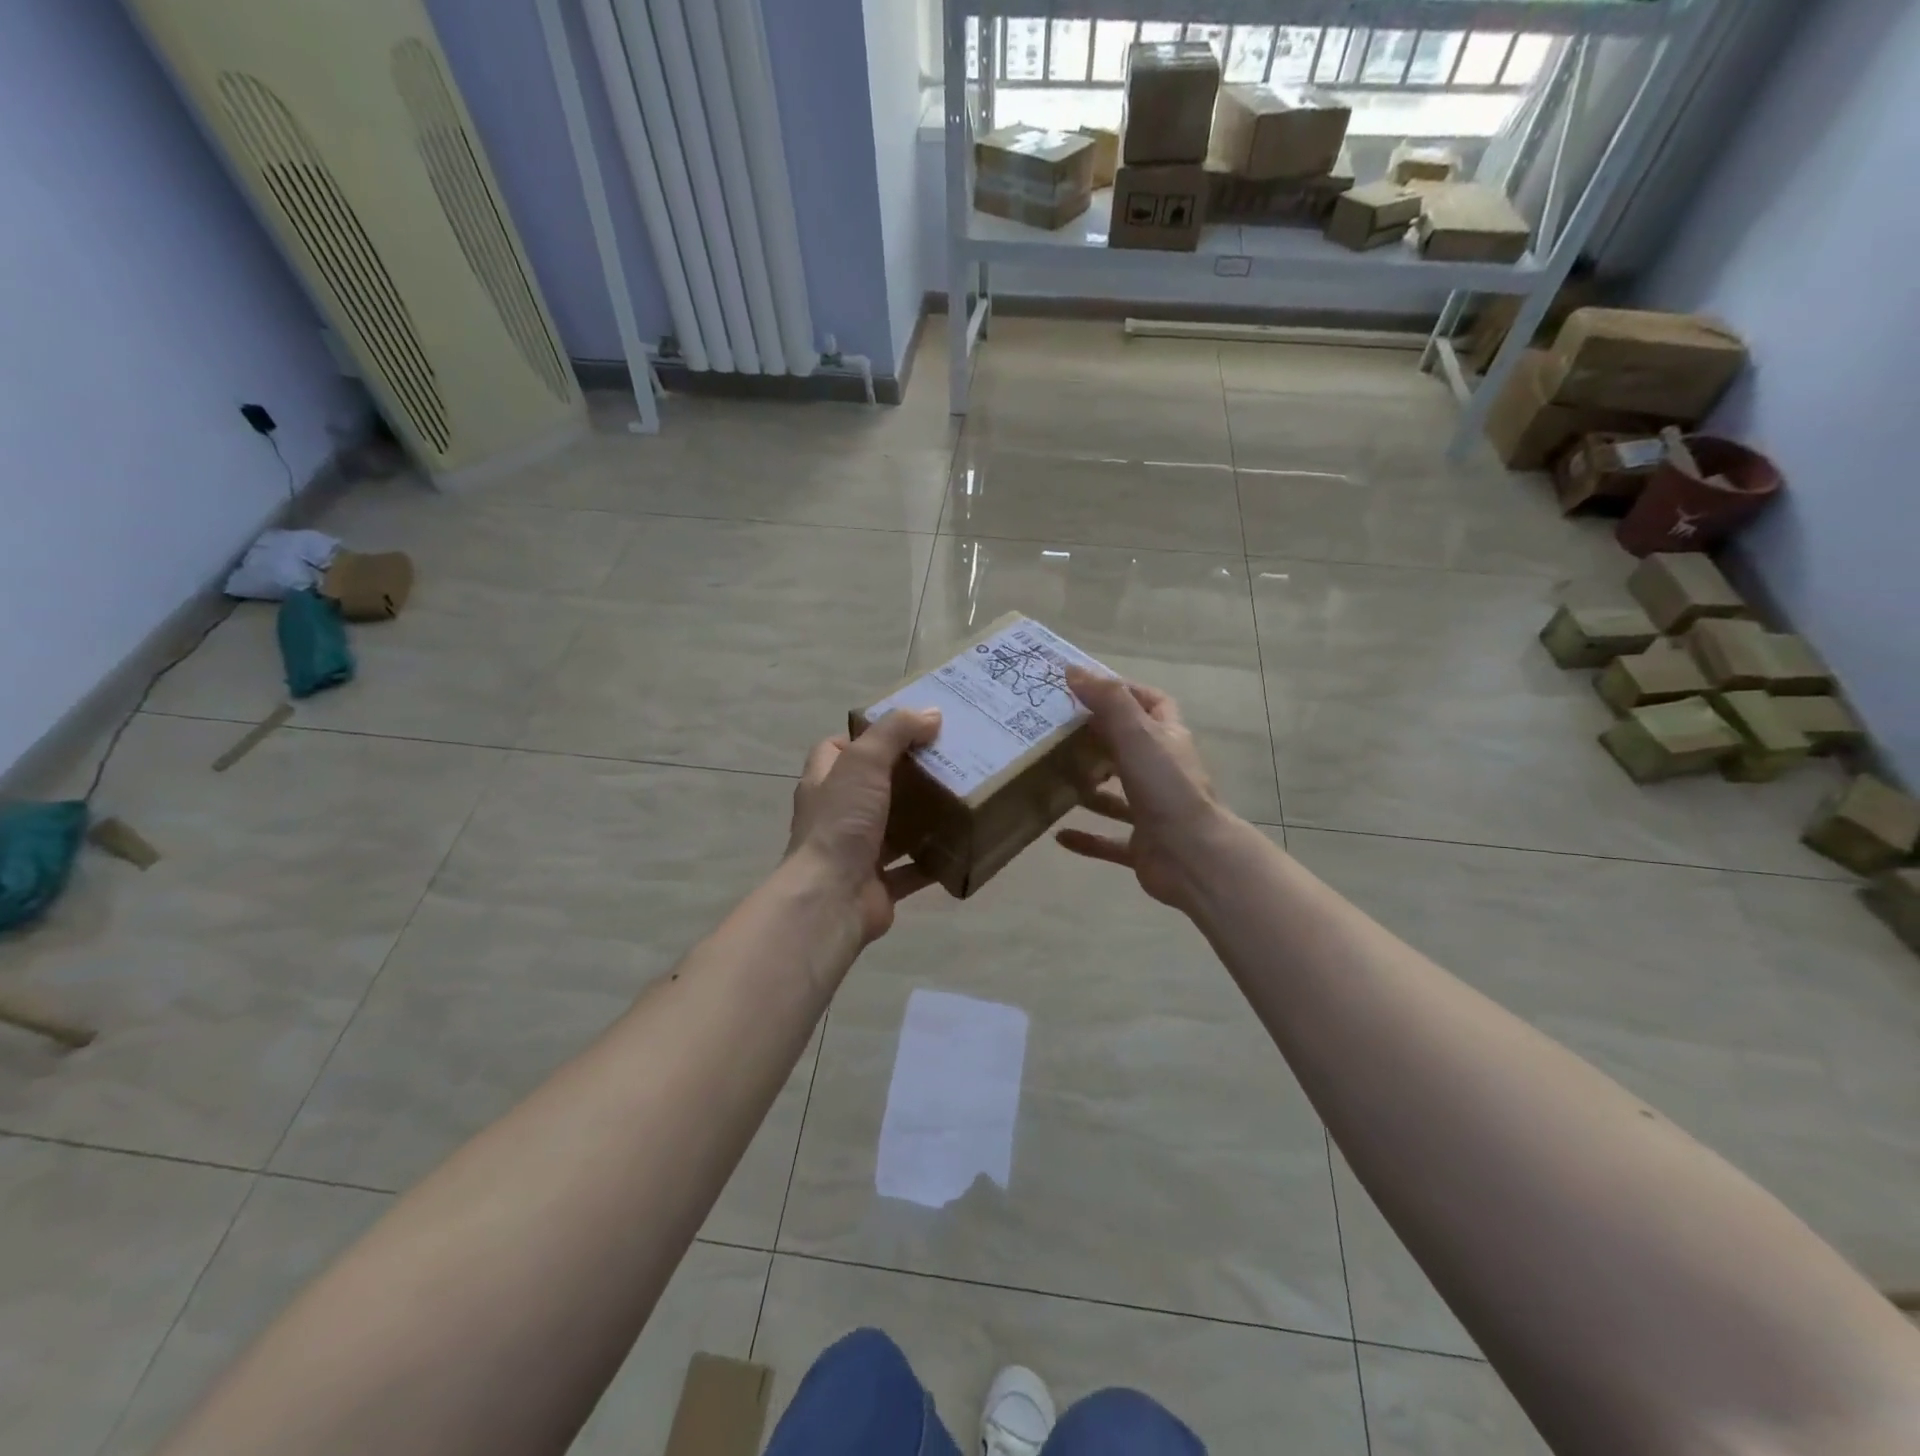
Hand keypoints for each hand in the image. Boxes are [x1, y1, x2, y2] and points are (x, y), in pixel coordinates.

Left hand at [787, 709, 942, 943]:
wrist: (831, 899)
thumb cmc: (841, 823)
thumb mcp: (864, 762)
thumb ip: (895, 732)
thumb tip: (930, 713)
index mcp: (825, 784)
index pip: (837, 750)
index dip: (864, 736)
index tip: (904, 729)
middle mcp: (836, 816)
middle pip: (870, 788)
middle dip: (902, 776)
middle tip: (942, 760)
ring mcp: (856, 853)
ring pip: (891, 829)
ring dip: (919, 818)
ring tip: (957, 798)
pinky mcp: (878, 885)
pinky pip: (911, 869)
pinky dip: (932, 860)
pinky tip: (959, 845)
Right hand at [1055, 669, 1237, 915]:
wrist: (1193, 857)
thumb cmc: (1166, 788)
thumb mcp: (1137, 734)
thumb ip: (1108, 701)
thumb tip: (1074, 670)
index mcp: (1168, 740)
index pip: (1152, 704)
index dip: (1125, 692)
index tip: (1086, 688)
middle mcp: (1163, 772)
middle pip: (1129, 747)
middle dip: (1097, 739)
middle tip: (1057, 733)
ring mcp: (1153, 811)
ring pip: (1117, 794)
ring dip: (1089, 788)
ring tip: (1053, 779)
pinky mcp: (1142, 845)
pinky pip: (1109, 841)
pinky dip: (1087, 838)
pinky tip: (1059, 835)